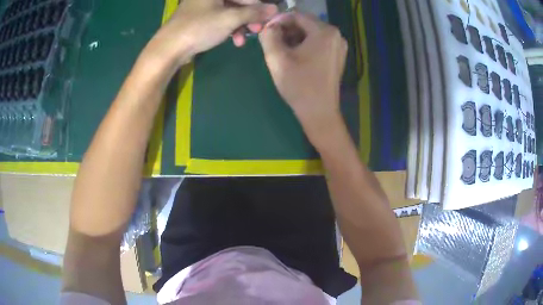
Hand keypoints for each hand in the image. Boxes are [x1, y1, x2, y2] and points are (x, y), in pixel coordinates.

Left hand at [148, 0, 277, 66]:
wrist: (169, 48)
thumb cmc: (199, 28)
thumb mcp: (230, 19)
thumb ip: (253, 13)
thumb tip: (274, 9)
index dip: (258, 6)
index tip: (268, 18)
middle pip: (237, 2)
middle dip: (249, 17)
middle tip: (257, 30)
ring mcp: (204, 6)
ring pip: (229, 12)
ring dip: (240, 25)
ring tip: (243, 39)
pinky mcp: (200, 18)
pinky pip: (220, 19)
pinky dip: (228, 28)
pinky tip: (233, 40)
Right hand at [259, 13, 346, 140]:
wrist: (319, 112)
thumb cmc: (299, 85)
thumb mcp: (277, 58)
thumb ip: (268, 36)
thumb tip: (269, 27)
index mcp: (324, 31)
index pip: (296, 16)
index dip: (278, 21)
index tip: (265, 31)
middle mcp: (336, 34)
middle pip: (305, 23)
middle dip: (286, 30)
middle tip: (271, 42)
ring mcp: (339, 46)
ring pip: (310, 33)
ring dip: (293, 38)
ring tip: (280, 50)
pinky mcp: (337, 56)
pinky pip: (318, 43)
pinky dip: (304, 45)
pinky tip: (294, 56)